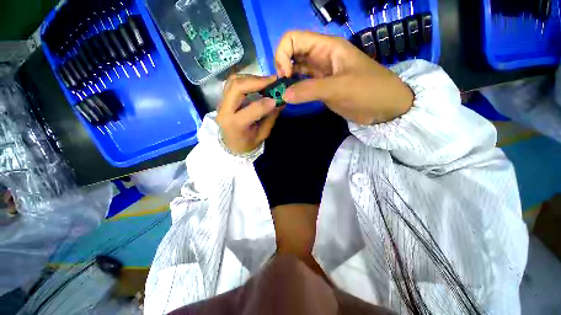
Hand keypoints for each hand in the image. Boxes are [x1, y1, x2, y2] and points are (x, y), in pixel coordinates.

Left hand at [217, 74, 281, 154]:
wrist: (230, 145)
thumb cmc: (247, 143)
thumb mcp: (262, 135)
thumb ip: (271, 118)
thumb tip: (281, 101)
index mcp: (235, 125)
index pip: (252, 109)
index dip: (266, 103)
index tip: (278, 98)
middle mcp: (225, 111)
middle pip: (237, 87)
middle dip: (256, 81)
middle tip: (273, 81)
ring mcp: (221, 103)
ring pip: (233, 81)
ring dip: (251, 78)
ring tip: (266, 82)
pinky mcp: (223, 98)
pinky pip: (232, 83)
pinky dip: (246, 80)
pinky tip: (256, 83)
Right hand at [275, 31, 413, 124]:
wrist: (384, 108)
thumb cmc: (368, 91)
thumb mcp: (340, 88)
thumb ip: (310, 90)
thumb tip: (284, 95)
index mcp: (326, 47)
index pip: (293, 39)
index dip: (283, 55)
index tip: (285, 76)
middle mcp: (321, 57)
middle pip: (292, 54)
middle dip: (281, 68)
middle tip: (281, 88)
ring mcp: (320, 74)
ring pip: (296, 71)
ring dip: (286, 81)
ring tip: (283, 95)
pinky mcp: (321, 88)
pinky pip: (302, 85)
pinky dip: (294, 90)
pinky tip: (291, 98)